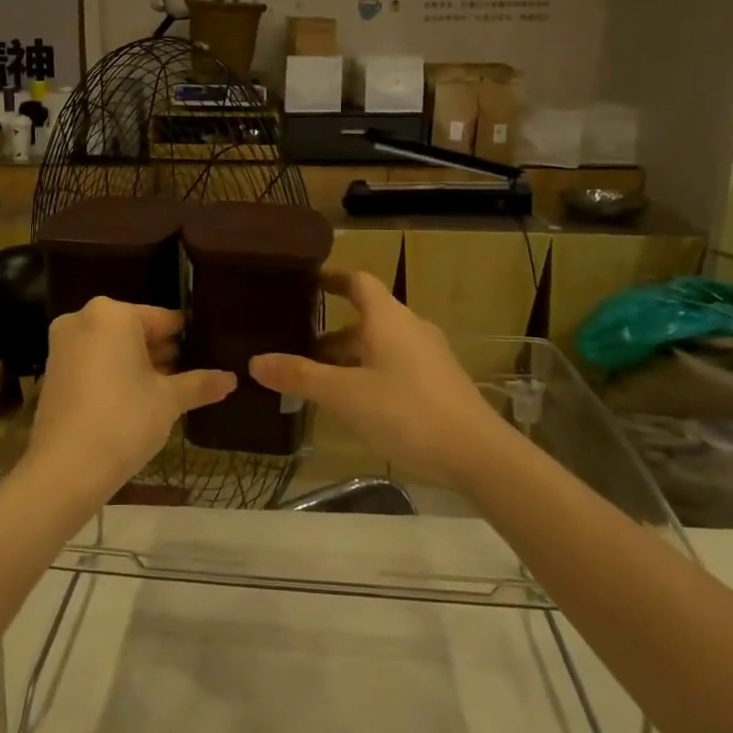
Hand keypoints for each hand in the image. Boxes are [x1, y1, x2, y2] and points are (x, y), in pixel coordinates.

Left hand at [25, 298, 235, 503]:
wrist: (65, 469)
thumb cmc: (124, 421)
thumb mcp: (169, 400)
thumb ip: (200, 384)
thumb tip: (232, 379)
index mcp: (112, 314)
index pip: (164, 319)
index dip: (189, 338)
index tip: (209, 353)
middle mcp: (83, 319)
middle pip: (136, 331)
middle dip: (164, 353)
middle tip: (194, 375)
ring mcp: (63, 345)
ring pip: (114, 348)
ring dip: (141, 365)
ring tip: (173, 390)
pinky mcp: (54, 371)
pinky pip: (95, 363)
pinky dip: (116, 375)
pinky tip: (140, 400)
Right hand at [249, 271, 509, 487]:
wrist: (477, 453)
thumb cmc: (407, 412)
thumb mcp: (345, 395)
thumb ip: (300, 376)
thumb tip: (255, 361)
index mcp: (388, 319)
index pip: (358, 282)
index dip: (333, 278)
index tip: (308, 281)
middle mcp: (410, 328)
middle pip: (365, 319)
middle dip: (329, 333)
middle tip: (295, 347)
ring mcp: (428, 356)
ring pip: (379, 346)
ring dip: (348, 357)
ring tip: (317, 380)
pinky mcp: (438, 382)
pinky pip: (394, 365)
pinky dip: (368, 373)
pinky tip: (354, 402)